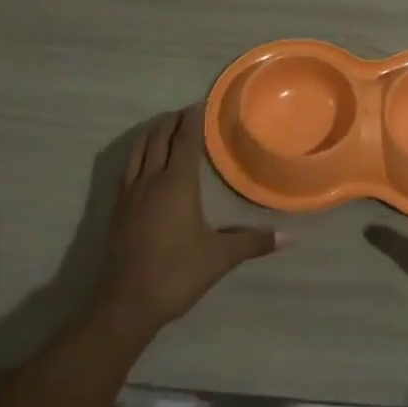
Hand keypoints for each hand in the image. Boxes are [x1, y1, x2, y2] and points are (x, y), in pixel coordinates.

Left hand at [93, 107, 289, 336]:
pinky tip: (143, 163)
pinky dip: (138, 154)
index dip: (192, 121)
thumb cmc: (177, 273)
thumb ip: (253, 243)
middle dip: (171, 122)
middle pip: (159, 139)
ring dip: (152, 134)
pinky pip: (128, 169)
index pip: (185, 141)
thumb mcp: (220, 257)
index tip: (200, 104)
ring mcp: (130, 194)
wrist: (127, 302)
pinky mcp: (118, 209)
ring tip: (163, 128)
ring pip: (138, 151)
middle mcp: (151, 180)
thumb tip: (289, 237)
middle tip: (185, 113)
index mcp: (177, 184)